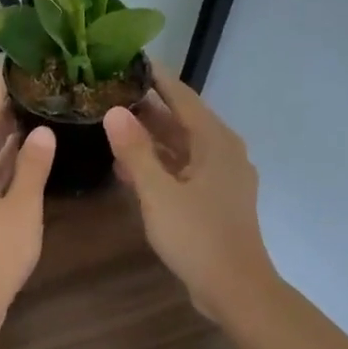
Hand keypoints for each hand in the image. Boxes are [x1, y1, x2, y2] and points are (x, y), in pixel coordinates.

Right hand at [105, 63, 279, 323]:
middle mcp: (224, 152)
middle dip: (149, 109)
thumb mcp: (158, 192)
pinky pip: (185, 170)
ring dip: (152, 139)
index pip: (183, 97)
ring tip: (114, 128)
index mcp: (216, 142)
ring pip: (183, 148)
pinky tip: (130, 170)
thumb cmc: (197, 236)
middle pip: (183, 121)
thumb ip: (135, 151)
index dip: (157, 79)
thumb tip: (114, 111)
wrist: (234, 287)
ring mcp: (223, 177)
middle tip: (112, 94)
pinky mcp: (216, 199)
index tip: (131, 61)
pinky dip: (160, 165)